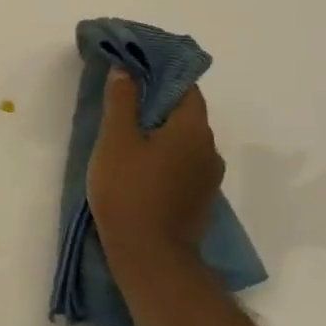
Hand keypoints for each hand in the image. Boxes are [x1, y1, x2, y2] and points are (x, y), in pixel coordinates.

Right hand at [86, 73, 224, 273]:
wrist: (151, 258)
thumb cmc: (129, 192)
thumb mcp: (116, 140)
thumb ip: (122, 101)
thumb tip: (126, 69)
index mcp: (193, 129)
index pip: (185, 86)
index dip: (160, 72)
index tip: (133, 68)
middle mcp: (209, 149)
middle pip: (185, 113)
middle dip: (156, 102)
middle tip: (121, 98)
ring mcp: (208, 178)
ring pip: (184, 140)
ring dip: (160, 131)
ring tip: (126, 132)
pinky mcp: (199, 199)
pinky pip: (182, 163)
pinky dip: (163, 154)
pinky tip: (138, 164)